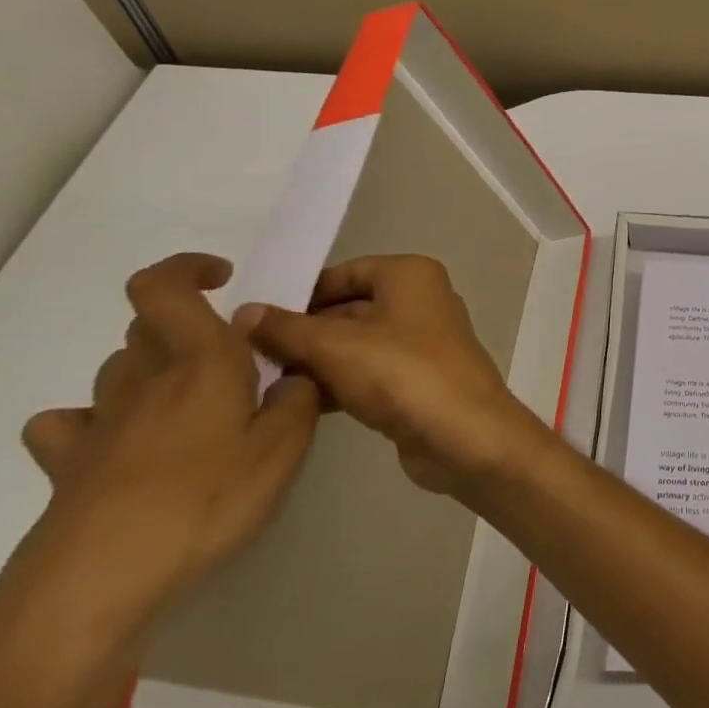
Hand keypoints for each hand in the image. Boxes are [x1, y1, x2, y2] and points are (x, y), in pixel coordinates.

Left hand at [16, 253, 320, 631]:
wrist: (94, 587)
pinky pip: (72, 426)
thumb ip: (300, 398)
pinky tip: (122, 446)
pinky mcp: (67, 468)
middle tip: (233, 361)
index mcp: (199, 361)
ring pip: (120, 369)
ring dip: (154, 370)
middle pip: (147, 326)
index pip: (164, 287)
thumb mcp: (284, 449)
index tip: (226, 278)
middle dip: (188, 327)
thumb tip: (295, 375)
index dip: (188, 268)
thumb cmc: (204, 502)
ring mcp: (98, 424)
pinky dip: (96, 423)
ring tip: (194, 407)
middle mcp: (144, 380)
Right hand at [245, 254, 544, 496]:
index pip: (344, 273)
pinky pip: (369, 372)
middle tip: (246, 357)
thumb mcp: (336, 346)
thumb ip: (287, 329)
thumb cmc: (402, 373)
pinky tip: (296, 404)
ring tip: (261, 383)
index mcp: (410, 275)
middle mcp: (420, 300)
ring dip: (315, 362)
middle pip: (349, 309)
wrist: (464, 434)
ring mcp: (422, 342)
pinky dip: (338, 383)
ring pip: (356, 344)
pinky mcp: (418, 380)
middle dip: (303, 332)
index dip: (300, 294)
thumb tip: (244, 311)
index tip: (252, 320)